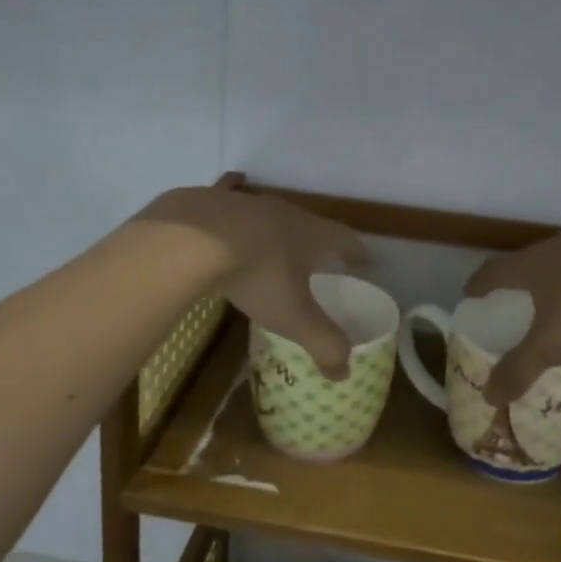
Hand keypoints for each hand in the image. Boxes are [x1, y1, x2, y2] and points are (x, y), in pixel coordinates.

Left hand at [139, 186, 368, 376]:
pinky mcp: (216, 200)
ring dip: (280, 225)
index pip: (345, 239)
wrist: (196, 239)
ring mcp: (250, 202)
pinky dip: (236, 192)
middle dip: (319, 240)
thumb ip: (323, 343)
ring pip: (272, 211)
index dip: (356, 251)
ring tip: (280, 239)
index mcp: (312, 236)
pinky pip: (232, 193)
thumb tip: (344, 374)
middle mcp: (287, 212)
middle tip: (321, 256)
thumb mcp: (295, 317)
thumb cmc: (257, 276)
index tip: (363, 260)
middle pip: (311, 224)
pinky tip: (233, 187)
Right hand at [463, 224, 560, 404]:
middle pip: (532, 259)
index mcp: (532, 264)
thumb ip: (519, 369)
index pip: (495, 270)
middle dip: (525, 278)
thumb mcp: (551, 346)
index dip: (480, 283)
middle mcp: (559, 244)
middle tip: (523, 296)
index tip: (471, 292)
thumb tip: (487, 396)